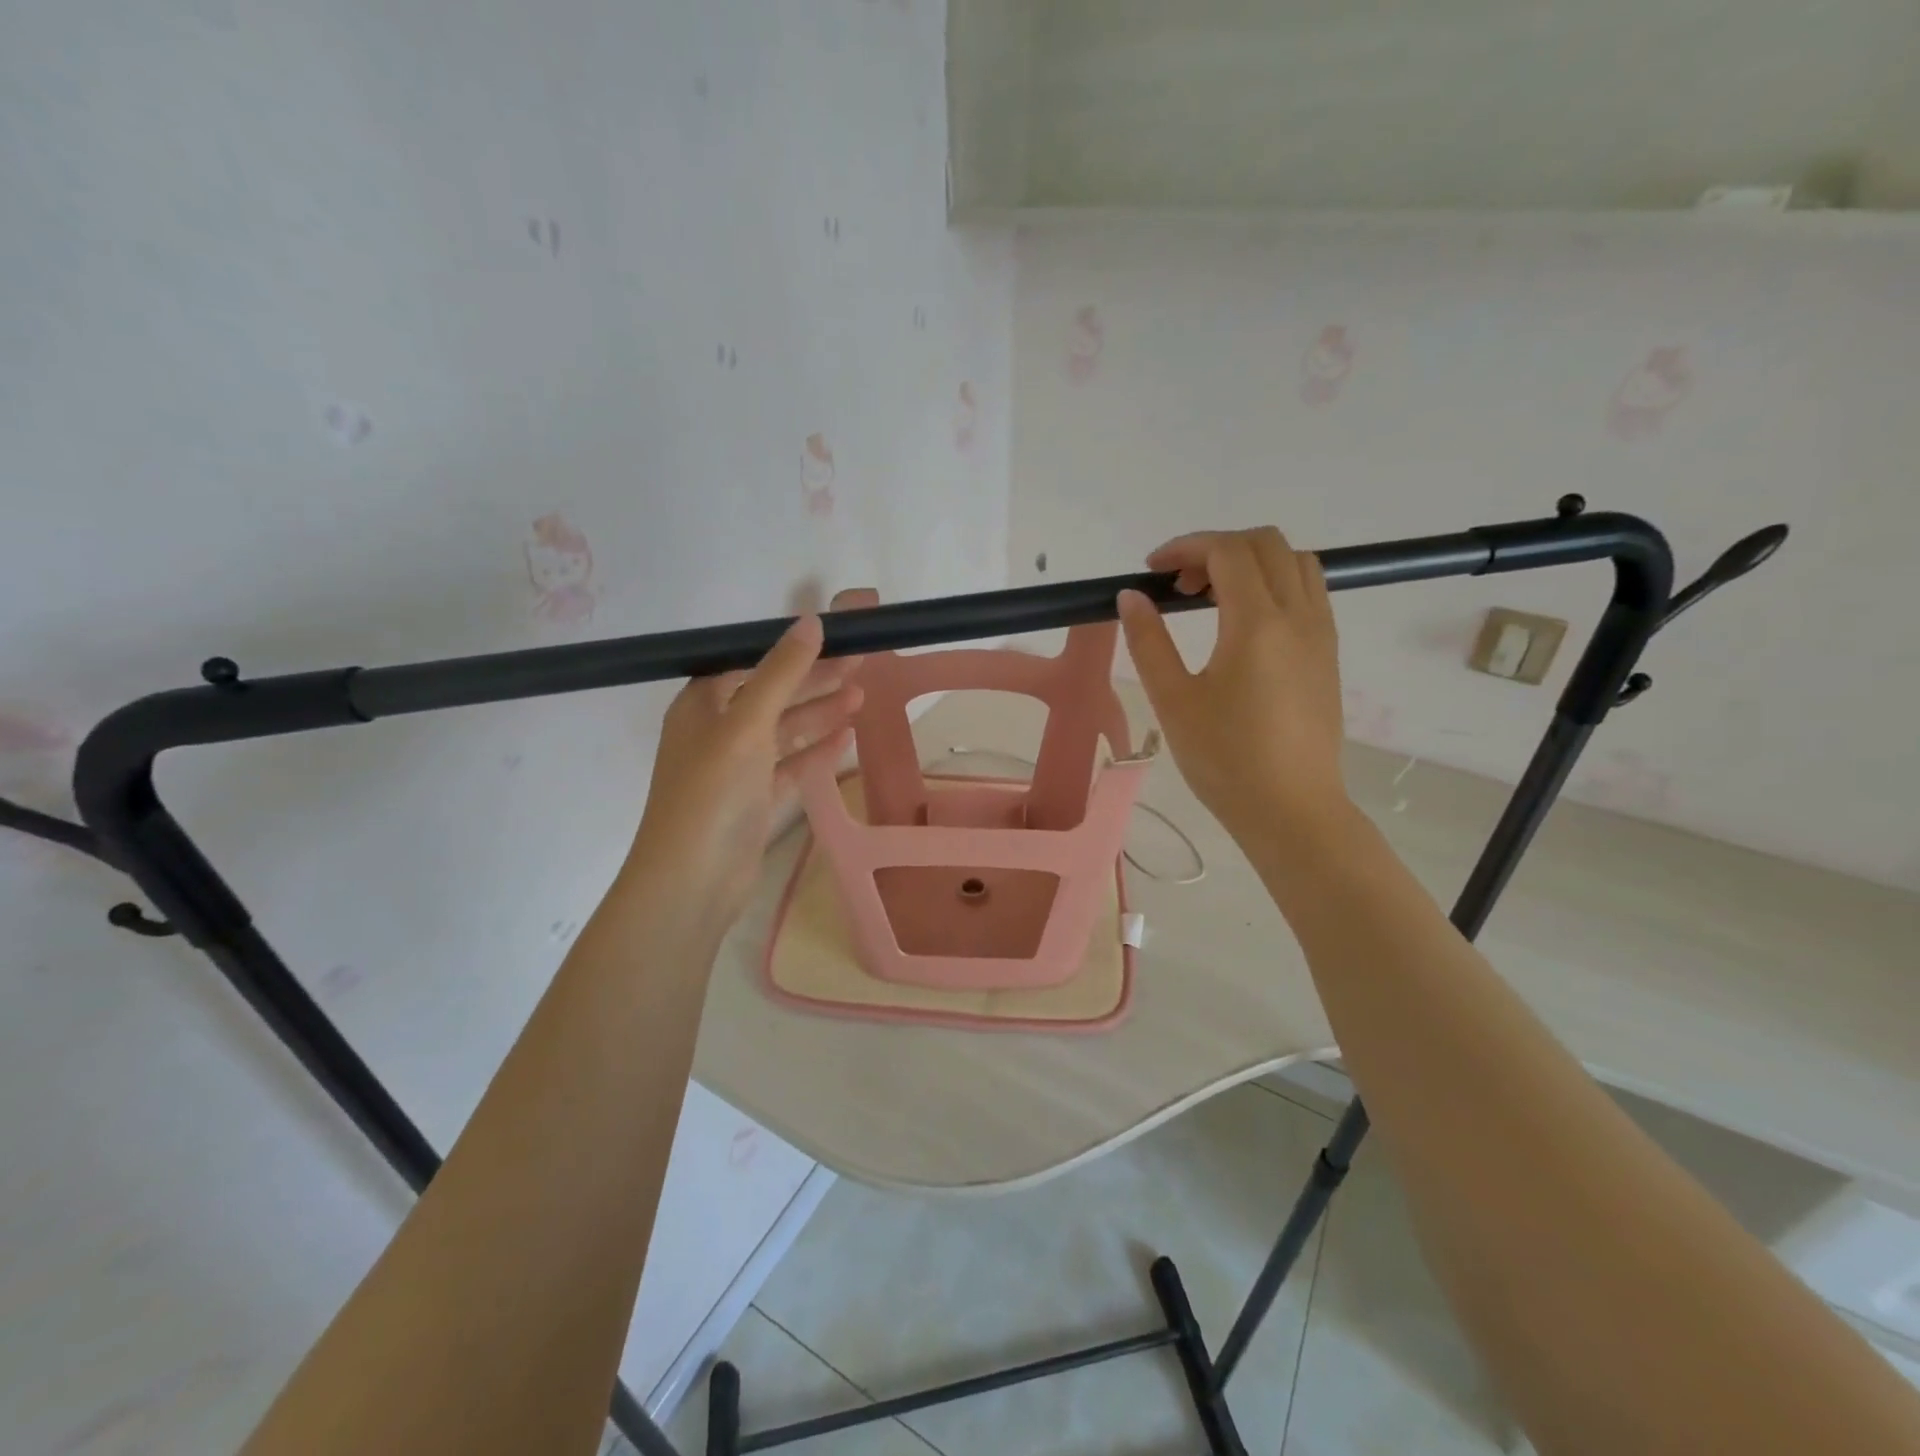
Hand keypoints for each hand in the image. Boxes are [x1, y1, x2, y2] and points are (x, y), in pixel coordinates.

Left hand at [622, 607, 863, 942]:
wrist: (692, 882)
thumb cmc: (712, 792)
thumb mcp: (747, 724)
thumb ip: (781, 673)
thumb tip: (810, 621)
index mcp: (702, 704)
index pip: (752, 663)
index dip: (793, 649)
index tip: (836, 637)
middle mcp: (716, 730)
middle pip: (772, 694)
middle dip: (815, 680)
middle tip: (862, 663)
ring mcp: (735, 768)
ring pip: (784, 731)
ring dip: (820, 713)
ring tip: (862, 696)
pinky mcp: (753, 800)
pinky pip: (789, 766)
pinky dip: (815, 752)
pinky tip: (847, 740)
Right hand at [1117, 528, 1351, 850]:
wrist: (1292, 809)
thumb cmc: (1225, 759)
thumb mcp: (1174, 701)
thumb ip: (1149, 642)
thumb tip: (1131, 597)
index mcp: (1257, 624)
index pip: (1227, 552)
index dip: (1185, 547)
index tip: (1152, 571)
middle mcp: (1298, 616)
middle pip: (1266, 544)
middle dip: (1216, 548)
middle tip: (1178, 585)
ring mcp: (1321, 633)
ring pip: (1295, 562)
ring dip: (1250, 562)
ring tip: (1211, 598)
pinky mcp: (1328, 654)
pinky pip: (1308, 591)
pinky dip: (1274, 583)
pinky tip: (1243, 623)